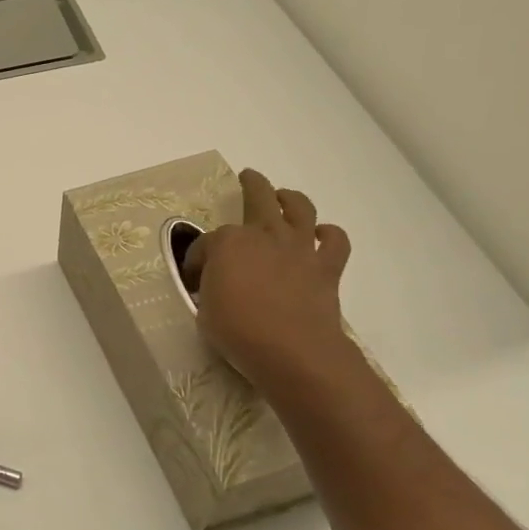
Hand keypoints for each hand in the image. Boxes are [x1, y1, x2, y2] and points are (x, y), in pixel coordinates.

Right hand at [182, 168, 353, 393]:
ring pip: (300, 207)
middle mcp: (264, 234)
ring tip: (283, 197)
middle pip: (258, 197)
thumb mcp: (204, 311)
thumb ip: (210, 288)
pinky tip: (319, 237)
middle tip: (247, 177)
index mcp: (227, 243)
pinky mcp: (326, 267)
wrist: (293, 352)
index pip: (205, 243)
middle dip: (251, 185)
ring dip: (291, 198)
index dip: (197, 259)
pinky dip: (328, 235)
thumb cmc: (238, 331)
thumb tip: (216, 284)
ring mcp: (298, 248)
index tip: (194, 277)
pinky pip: (334, 240)